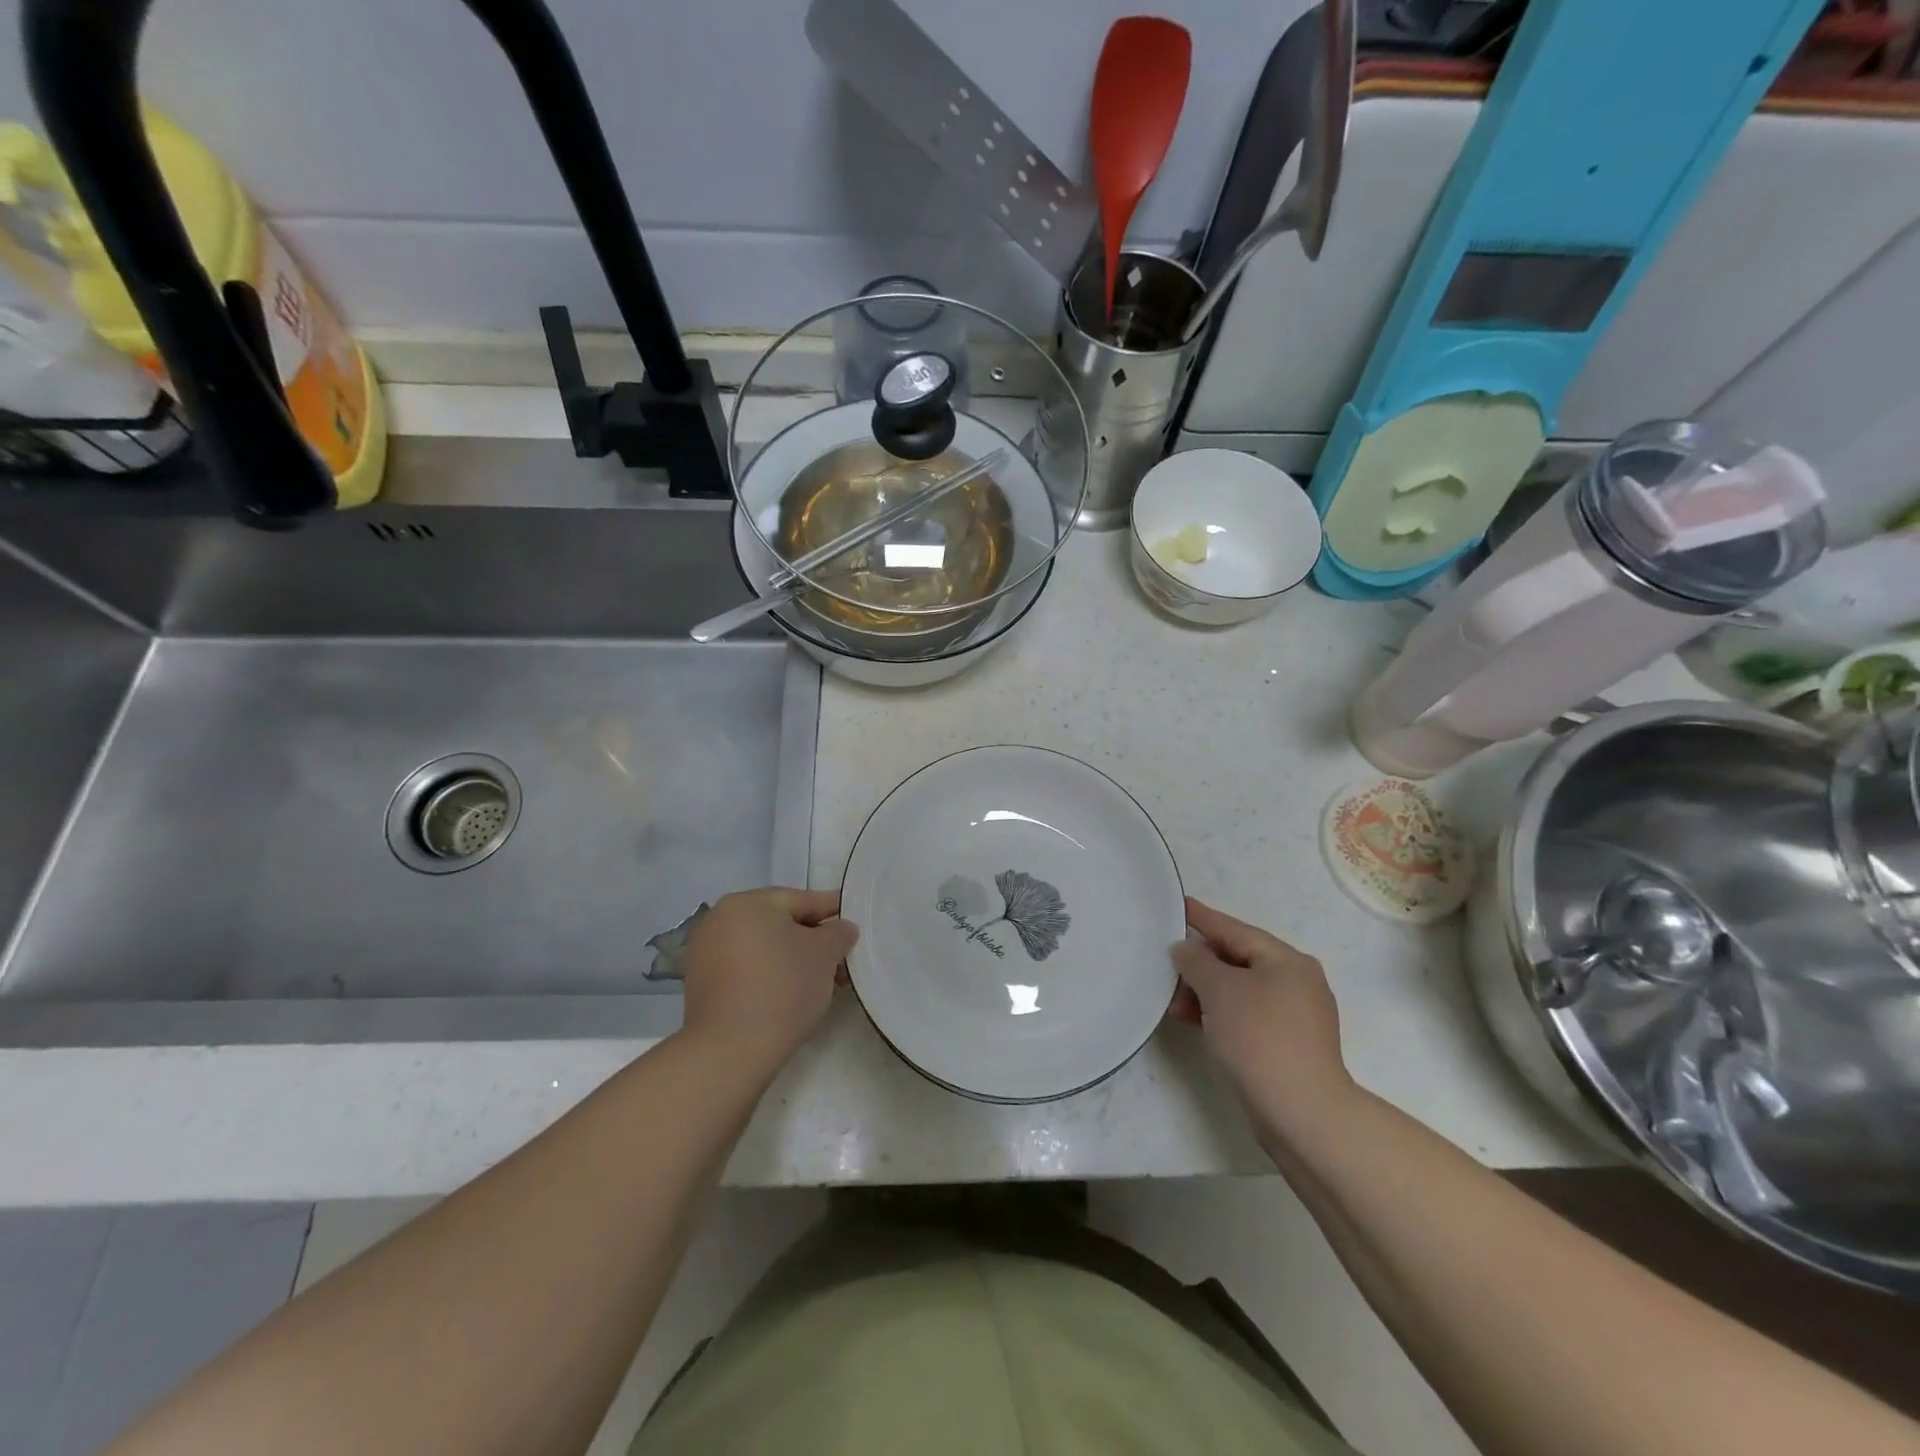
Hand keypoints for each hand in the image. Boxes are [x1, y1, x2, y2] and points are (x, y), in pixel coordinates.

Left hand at [681, 888, 859, 1073]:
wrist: (731, 1050)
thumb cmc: (783, 988)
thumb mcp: (825, 954)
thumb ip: (838, 932)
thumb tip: (841, 929)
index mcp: (747, 902)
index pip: (801, 899)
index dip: (832, 911)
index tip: (853, 924)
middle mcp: (720, 918)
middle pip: (780, 923)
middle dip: (813, 940)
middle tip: (841, 959)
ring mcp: (706, 951)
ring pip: (763, 947)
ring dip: (793, 958)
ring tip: (822, 981)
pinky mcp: (701, 983)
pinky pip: (746, 967)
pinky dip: (770, 974)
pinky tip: (791, 993)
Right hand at [1172, 896, 1354, 1152]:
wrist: (1301, 1112)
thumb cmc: (1260, 1037)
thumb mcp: (1219, 989)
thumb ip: (1196, 961)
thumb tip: (1185, 949)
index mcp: (1287, 960)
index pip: (1236, 930)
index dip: (1203, 918)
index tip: (1178, 905)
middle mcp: (1297, 982)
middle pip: (1238, 960)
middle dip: (1200, 962)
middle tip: (1166, 959)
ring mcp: (1295, 1017)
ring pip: (1240, 991)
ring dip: (1205, 992)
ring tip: (1171, 1000)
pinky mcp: (1287, 1046)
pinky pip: (1245, 1015)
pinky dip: (1219, 1013)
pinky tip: (1191, 1020)